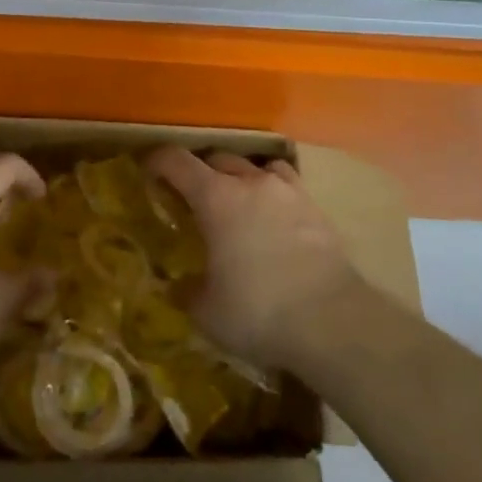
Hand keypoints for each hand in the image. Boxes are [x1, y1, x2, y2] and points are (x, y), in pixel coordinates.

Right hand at [148, 147, 365, 369]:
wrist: (334, 322)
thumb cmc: (259, 311)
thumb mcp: (207, 312)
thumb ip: (189, 292)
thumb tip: (181, 286)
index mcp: (216, 197)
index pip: (177, 161)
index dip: (158, 161)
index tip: (147, 169)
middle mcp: (251, 183)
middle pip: (218, 159)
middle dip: (200, 172)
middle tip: (191, 196)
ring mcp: (289, 192)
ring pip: (257, 167)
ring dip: (241, 177)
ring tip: (237, 201)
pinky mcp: (318, 210)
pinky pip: (287, 187)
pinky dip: (273, 194)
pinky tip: (274, 219)